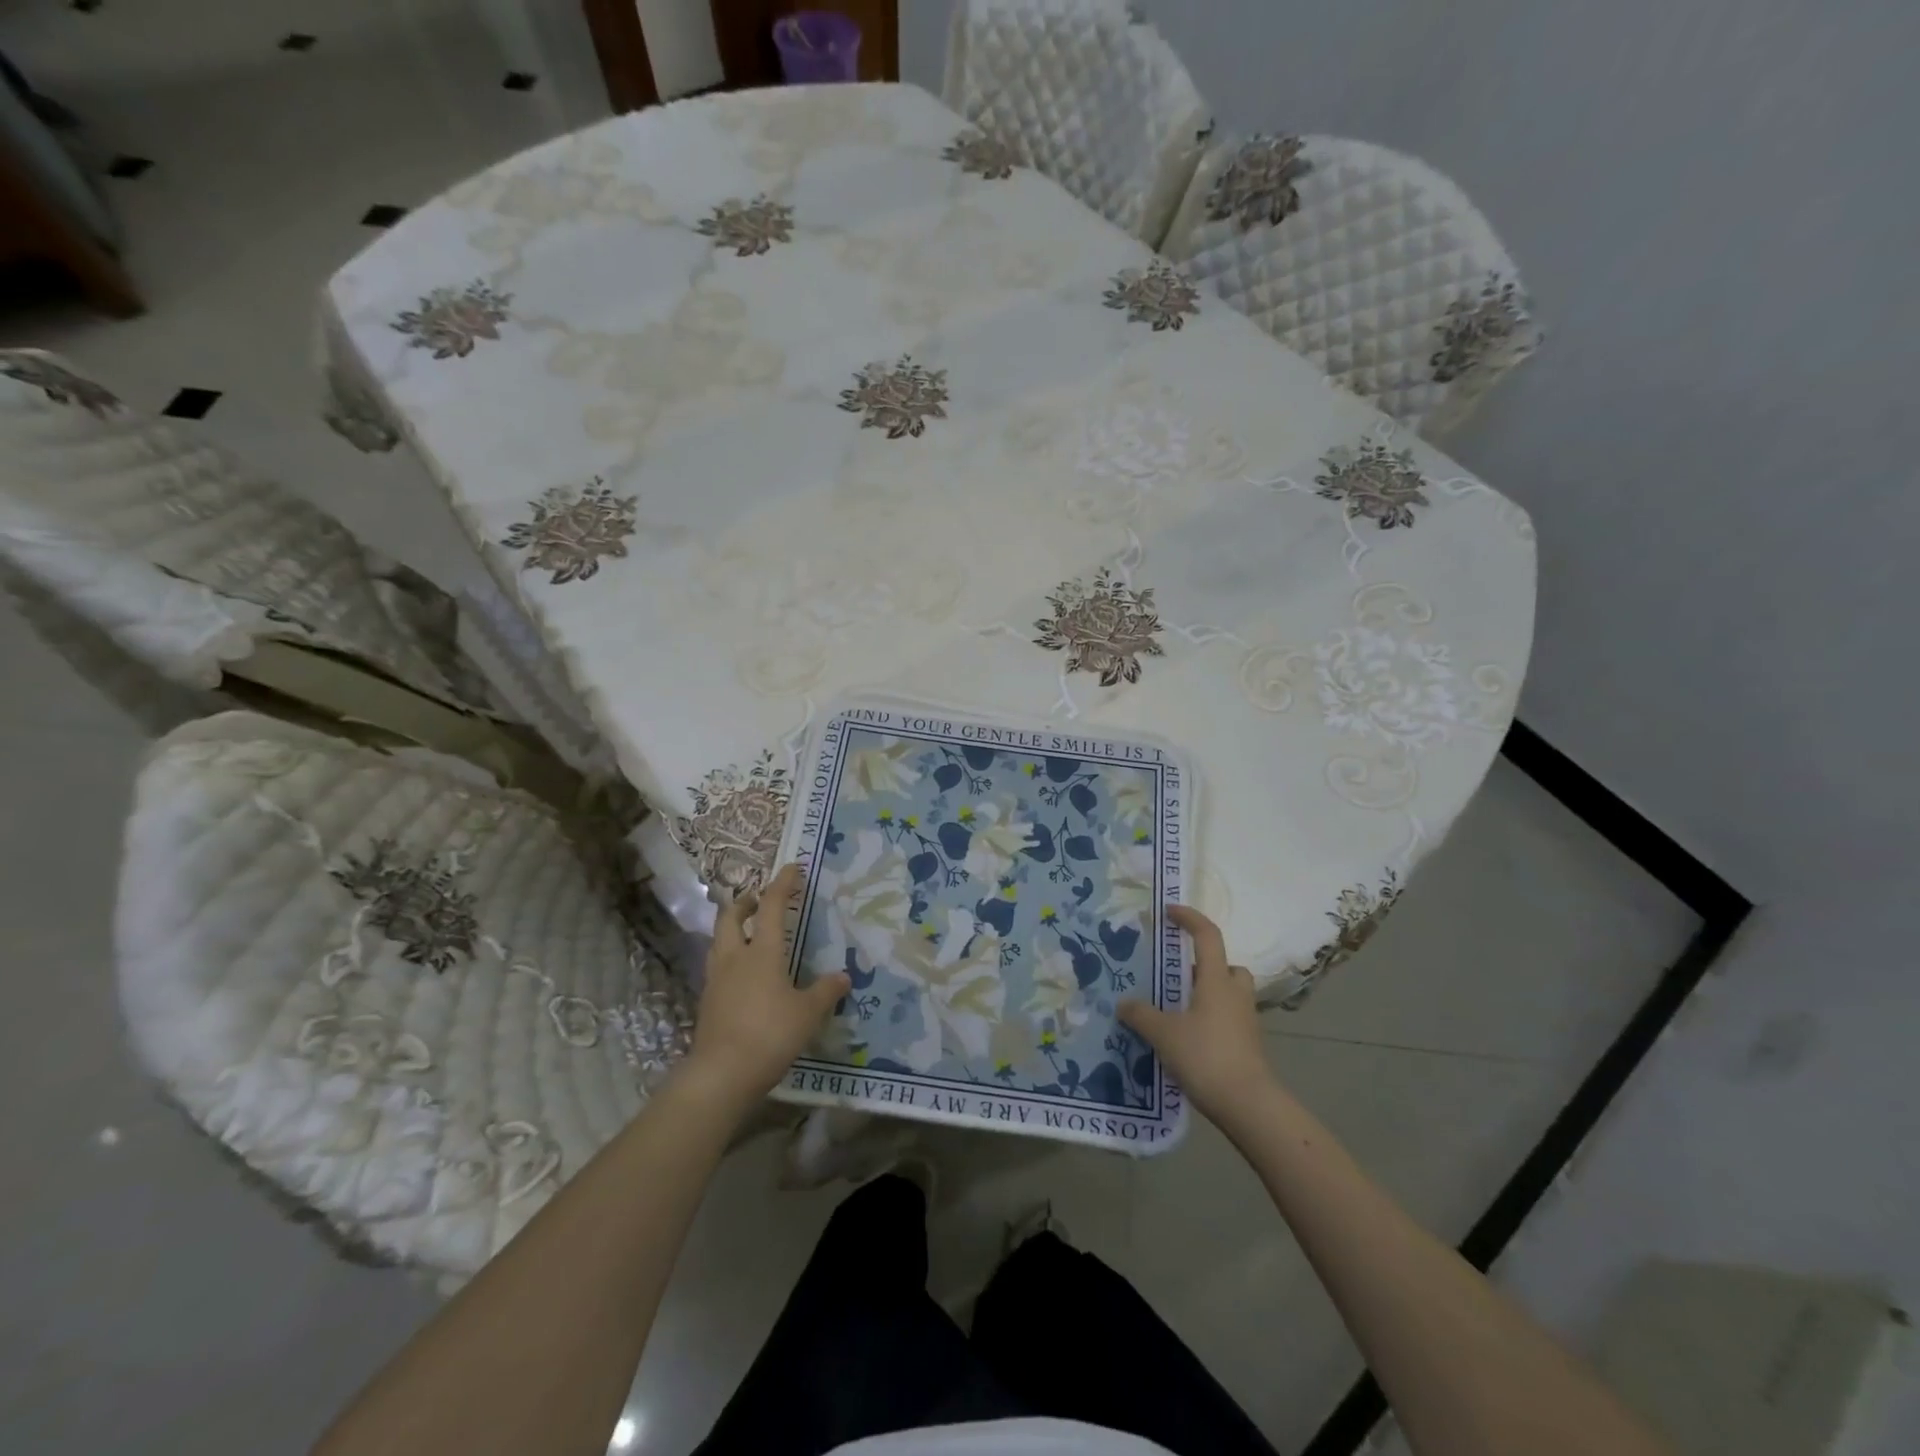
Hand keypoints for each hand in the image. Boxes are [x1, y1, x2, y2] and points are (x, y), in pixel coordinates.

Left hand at [686, 864, 849, 1108]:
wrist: (720, 1075)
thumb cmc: (769, 1034)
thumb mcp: (808, 1014)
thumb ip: (825, 992)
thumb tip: (843, 976)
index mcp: (762, 952)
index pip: (771, 907)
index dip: (782, 885)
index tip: (791, 868)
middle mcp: (735, 958)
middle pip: (731, 916)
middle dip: (745, 902)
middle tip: (758, 899)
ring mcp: (716, 980)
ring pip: (719, 940)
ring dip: (732, 927)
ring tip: (748, 932)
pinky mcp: (707, 1002)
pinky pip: (717, 966)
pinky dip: (729, 957)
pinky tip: (742, 974)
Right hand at [1119, 904, 1274, 1124]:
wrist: (1248, 1104)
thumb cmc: (1206, 1056)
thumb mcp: (1163, 1034)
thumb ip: (1141, 1015)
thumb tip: (1124, 1003)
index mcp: (1216, 981)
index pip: (1208, 936)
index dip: (1190, 918)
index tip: (1170, 912)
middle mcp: (1235, 994)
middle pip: (1227, 966)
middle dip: (1206, 966)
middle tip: (1178, 976)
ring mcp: (1246, 1021)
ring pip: (1229, 993)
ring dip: (1209, 994)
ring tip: (1178, 1009)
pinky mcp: (1248, 1045)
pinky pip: (1228, 1019)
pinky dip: (1210, 1019)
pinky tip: (1188, 1037)